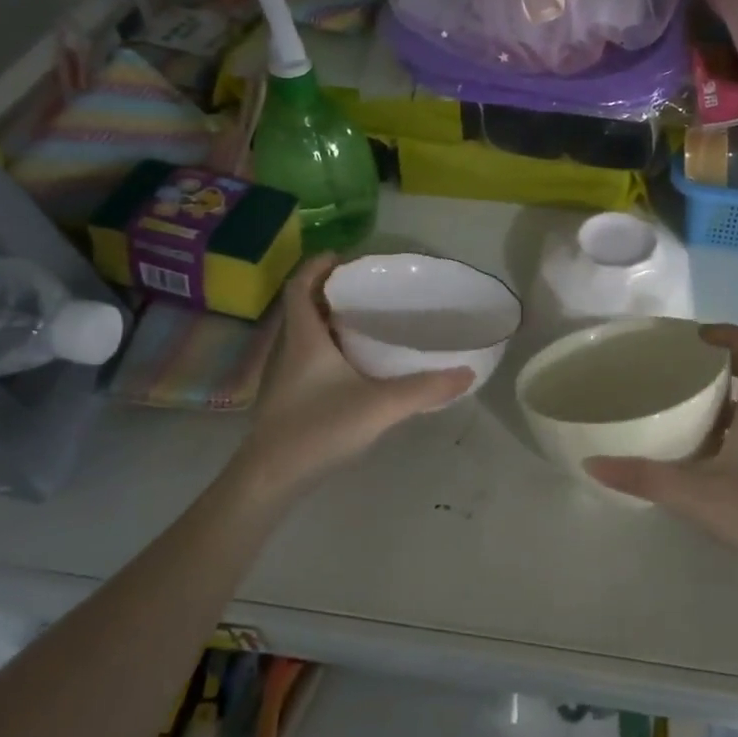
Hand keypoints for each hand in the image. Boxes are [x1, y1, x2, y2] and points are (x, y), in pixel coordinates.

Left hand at [235, 256, 472, 492]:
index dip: (317, 266)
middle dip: (330, 293)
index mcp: (305, 339)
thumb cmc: (318, 429)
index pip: (300, 287)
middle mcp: (289, 350)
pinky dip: (328, 351)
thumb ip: (424, 389)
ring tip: (366, 323)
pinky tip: (355, 369)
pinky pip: (308, 360)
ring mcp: (284, 377)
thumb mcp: (379, 406)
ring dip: (329, 323)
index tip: (344, 257)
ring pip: (305, 336)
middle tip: (367, 291)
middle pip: (303, 308)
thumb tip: (466, 373)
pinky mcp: (287, 400)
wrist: (271, 479)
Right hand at [585, 325, 737, 586]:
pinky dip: (720, 434)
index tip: (696, 336)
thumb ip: (643, 477)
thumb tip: (592, 463)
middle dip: (714, 367)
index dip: (730, 333)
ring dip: (716, 402)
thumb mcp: (694, 494)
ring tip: (677, 409)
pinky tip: (694, 458)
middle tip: (675, 371)